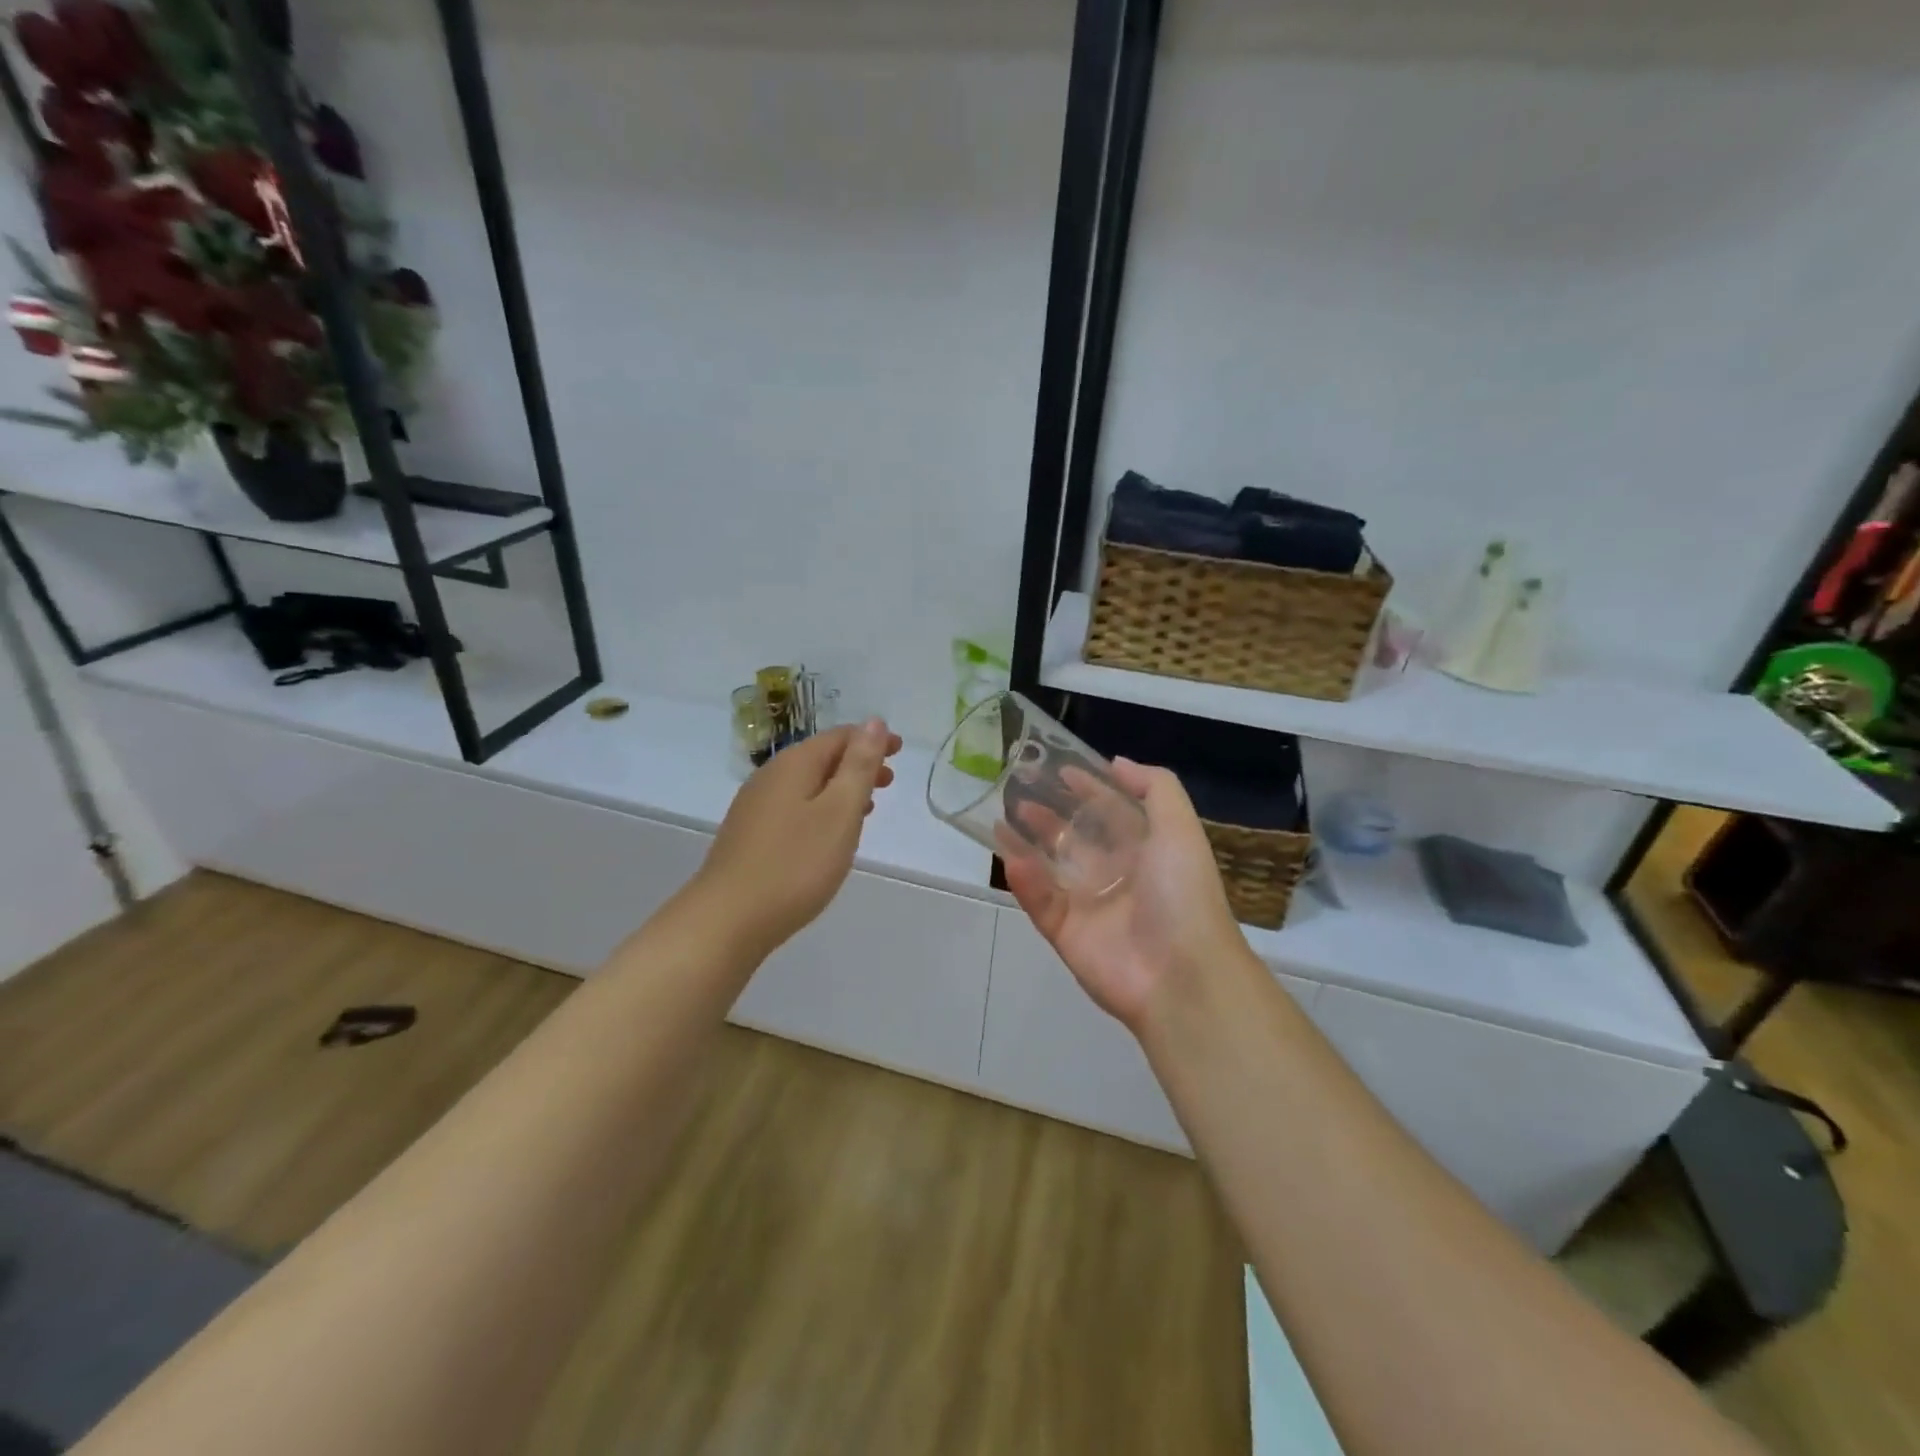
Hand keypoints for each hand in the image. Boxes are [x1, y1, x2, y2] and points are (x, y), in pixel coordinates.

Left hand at [693, 718, 901, 959]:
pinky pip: (794, 806)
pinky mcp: (749, 835)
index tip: (899, 750)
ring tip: (867, 807)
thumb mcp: (839, 812)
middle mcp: (770, 777)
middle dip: (857, 764)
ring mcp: (755, 806)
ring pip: (807, 784)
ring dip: (840, 788)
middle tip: (889, 781)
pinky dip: (820, 808)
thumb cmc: (795, 864)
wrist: (727, 920)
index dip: (871, 739)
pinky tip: (828, 834)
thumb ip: (858, 766)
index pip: (839, 737)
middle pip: (821, 758)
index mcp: (794, 765)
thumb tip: (874, 722)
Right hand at [1001, 757, 1247, 1032]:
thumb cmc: (1183, 893)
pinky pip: (1039, 901)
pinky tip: (1009, 858)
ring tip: (1000, 817)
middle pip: (1073, 837)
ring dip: (1026, 842)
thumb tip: (1116, 762)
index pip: (1109, 811)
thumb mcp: (1180, 828)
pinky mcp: (1065, 932)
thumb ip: (1155, 788)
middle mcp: (1114, 873)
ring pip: (1049, 867)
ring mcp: (1087, 904)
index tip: (1056, 769)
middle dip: (1047, 814)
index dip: (1085, 789)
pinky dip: (1025, 881)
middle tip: (1015, 789)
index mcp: (1144, 849)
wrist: (1181, 975)